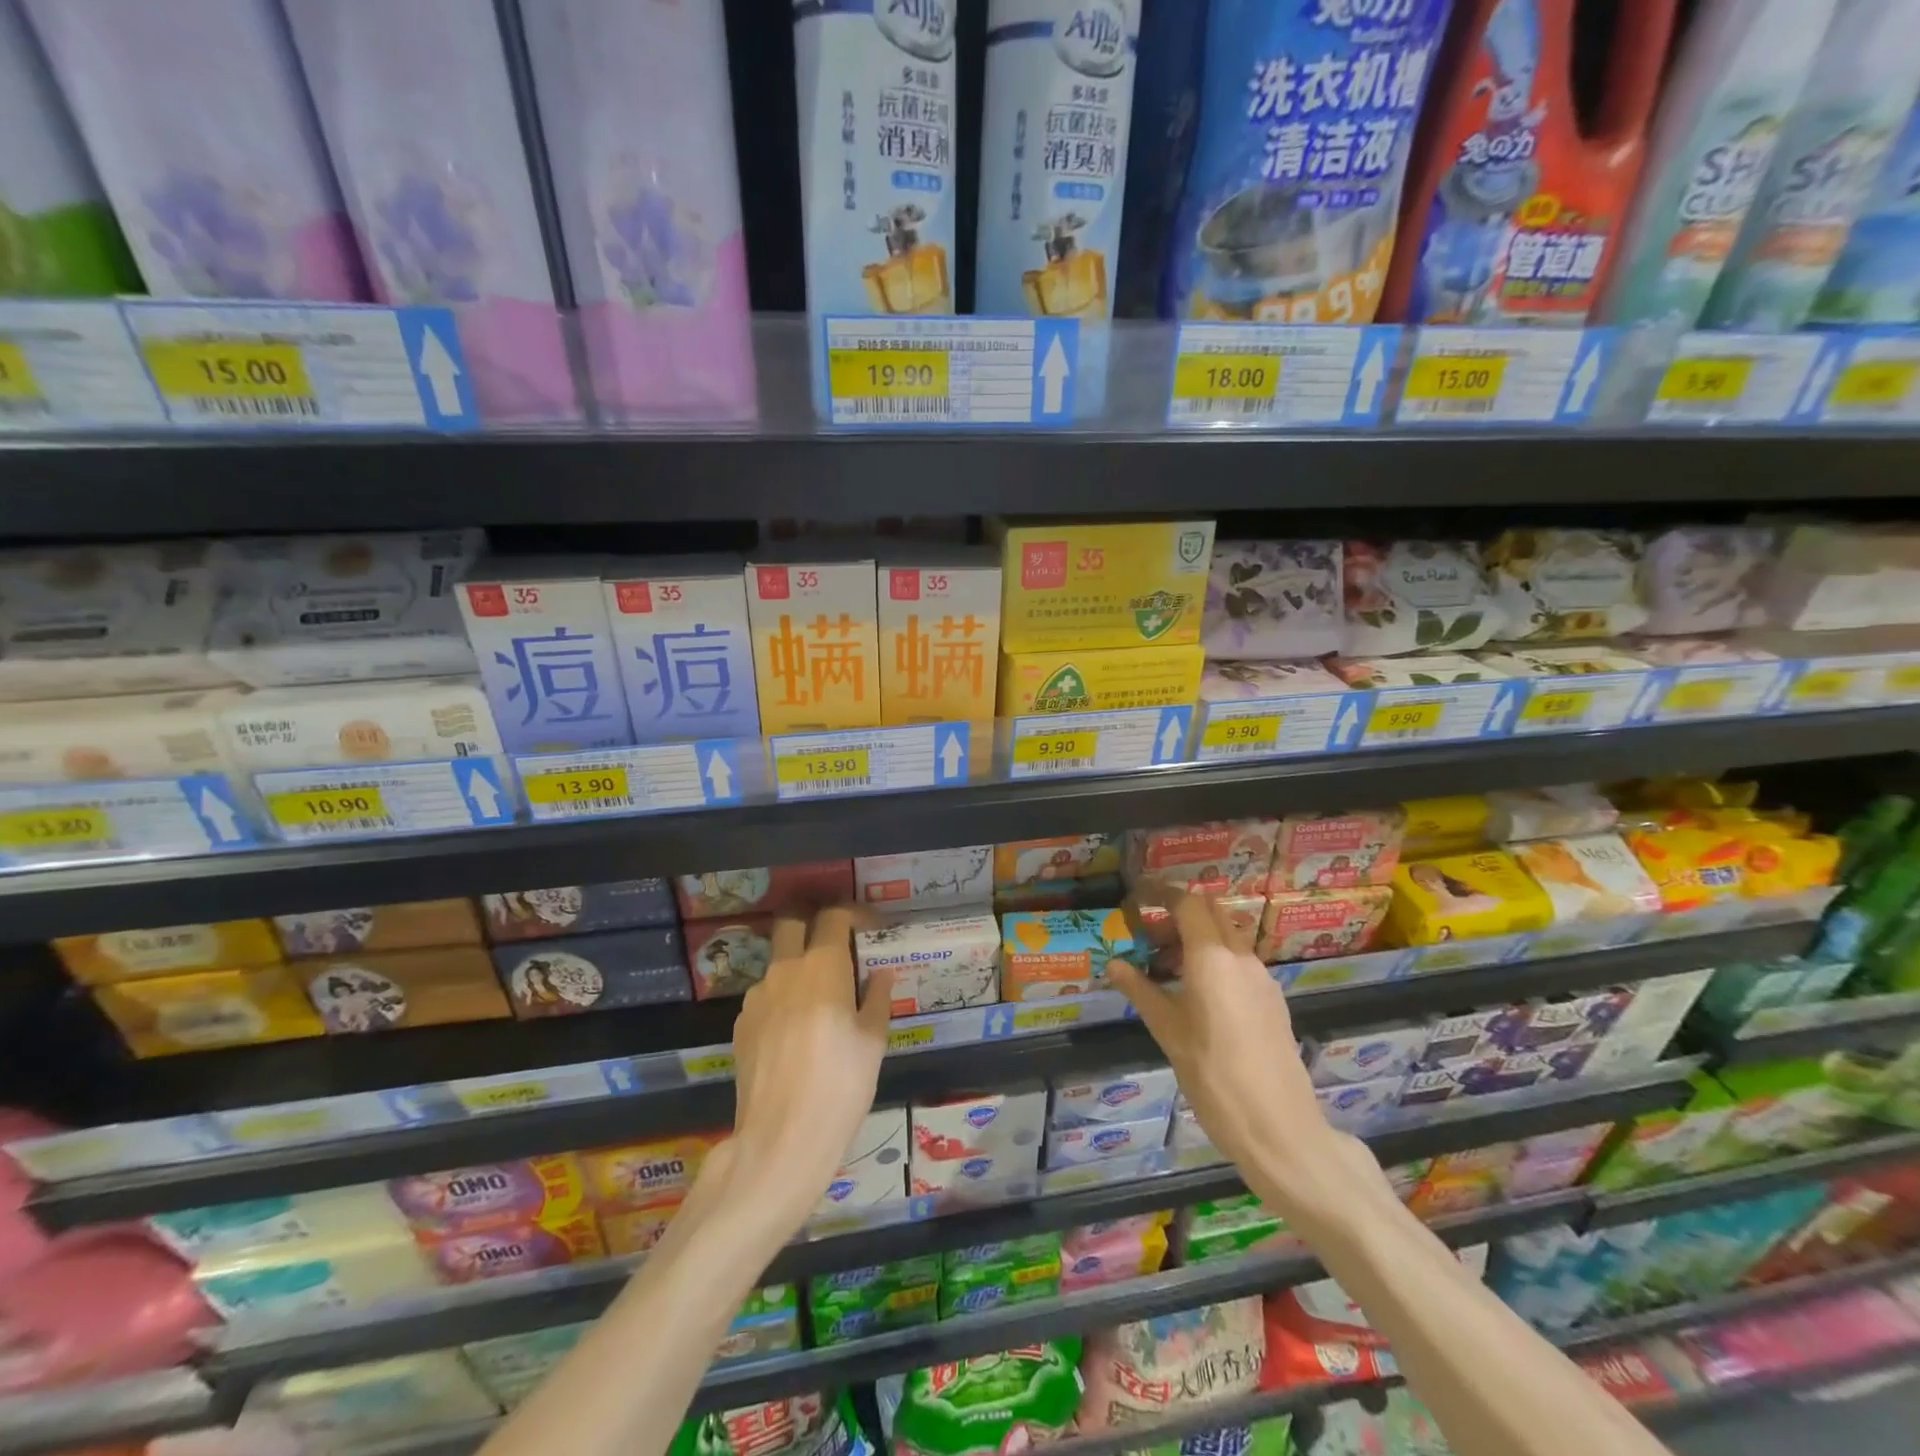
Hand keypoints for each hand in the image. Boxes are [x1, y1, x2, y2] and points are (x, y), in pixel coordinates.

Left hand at [725, 906, 893, 1230]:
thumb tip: (880, 974)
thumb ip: (877, 998)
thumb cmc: (840, 1087)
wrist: (779, 1141)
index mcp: (822, 968)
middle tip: (836, 938)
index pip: (835, 916)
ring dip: (799, 965)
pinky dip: (784, 998)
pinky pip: (766, 996)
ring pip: (778, 962)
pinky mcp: (741, 1024)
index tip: (871, 926)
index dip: (855, 913)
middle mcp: (785, 971)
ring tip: (820, 999)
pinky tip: (797, 1032)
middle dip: (813, 919)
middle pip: (792, 921)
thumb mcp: (873, 1042)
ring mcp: (757, 997)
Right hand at [1108, 894, 1375, 1213]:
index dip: (1160, 893)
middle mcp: (1241, 957)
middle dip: (1179, 912)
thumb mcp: (1168, 1033)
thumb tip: (1114, 963)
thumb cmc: (1214, 1078)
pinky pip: (1240, 960)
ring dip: (1198, 936)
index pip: (1187, 903)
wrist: (1280, 1129)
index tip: (1136, 898)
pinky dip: (1215, 958)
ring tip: (1166, 967)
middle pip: (1212, 911)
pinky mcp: (1272, 1000)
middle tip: (1148, 935)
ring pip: (1228, 935)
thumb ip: (1141, 991)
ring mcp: (1262, 978)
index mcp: (1212, 958)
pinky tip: (1197, 993)